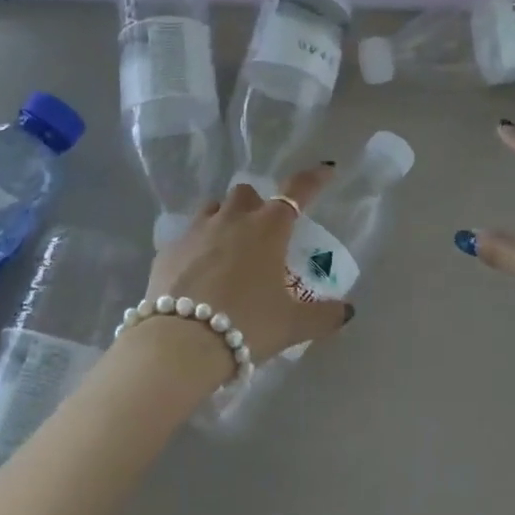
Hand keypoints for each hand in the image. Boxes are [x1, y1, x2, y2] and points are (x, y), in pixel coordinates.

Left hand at [143, 168, 351, 362]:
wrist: (181, 343)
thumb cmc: (247, 324)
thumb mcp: (292, 325)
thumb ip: (323, 316)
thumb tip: (347, 311)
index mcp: (268, 229)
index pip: (297, 191)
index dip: (314, 179)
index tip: (326, 171)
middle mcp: (231, 219)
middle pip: (246, 193)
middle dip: (256, 204)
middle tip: (263, 231)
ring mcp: (195, 232)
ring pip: (212, 208)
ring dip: (224, 219)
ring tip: (228, 248)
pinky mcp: (167, 251)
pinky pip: (186, 238)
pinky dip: (196, 248)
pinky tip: (197, 274)